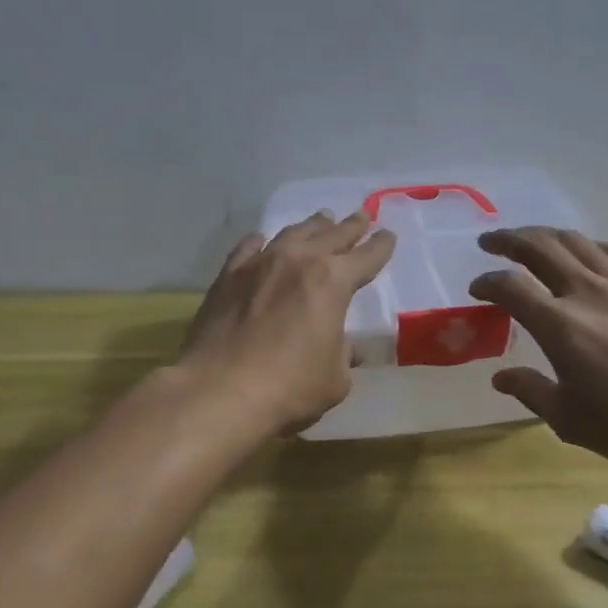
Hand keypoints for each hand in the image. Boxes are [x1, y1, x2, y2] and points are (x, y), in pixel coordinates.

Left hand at [180, 211, 396, 434]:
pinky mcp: (227, 277)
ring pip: (292, 234)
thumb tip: (346, 348)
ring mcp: (259, 264)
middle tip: (361, 216)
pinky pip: (248, 249)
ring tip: (321, 220)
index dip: (381, 247)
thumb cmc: (289, 387)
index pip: (366, 256)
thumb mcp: (335, 378)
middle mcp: (298, 261)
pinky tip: (262, 240)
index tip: (388, 236)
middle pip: (331, 235)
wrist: (219, 391)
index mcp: (333, 281)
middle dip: (350, 226)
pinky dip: (261, 242)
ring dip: (311, 226)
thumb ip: (344, 355)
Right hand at [468, 228, 607, 479]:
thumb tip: (501, 377)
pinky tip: (587, 255)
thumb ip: (530, 390)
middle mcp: (589, 291)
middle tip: (490, 241)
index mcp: (560, 325)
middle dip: (508, 239)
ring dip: (546, 236)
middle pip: (540, 246)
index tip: (477, 288)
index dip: (487, 282)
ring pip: (577, 240)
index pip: (510, 286)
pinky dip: (589, 246)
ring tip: (532, 241)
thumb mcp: (568, 419)